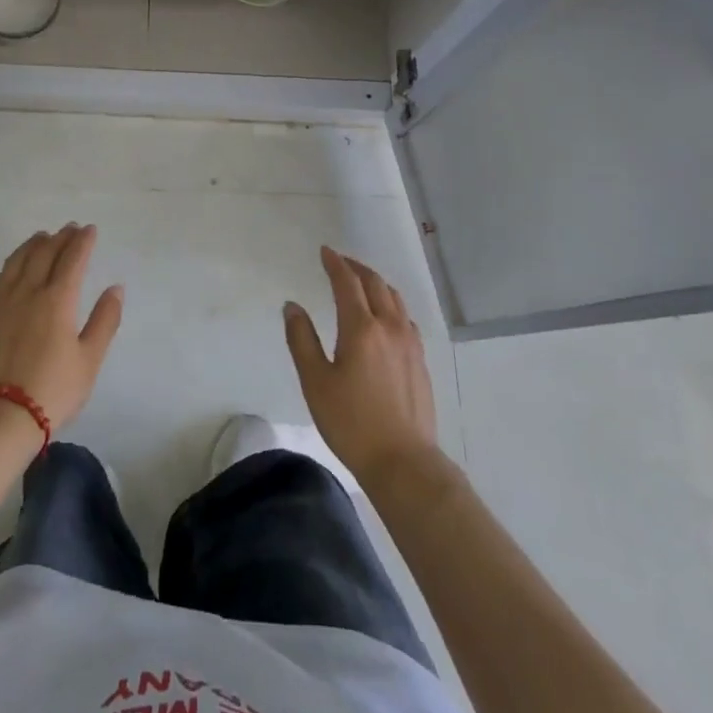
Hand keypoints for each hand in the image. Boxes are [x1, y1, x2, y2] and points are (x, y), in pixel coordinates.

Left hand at [0, 223, 122, 433]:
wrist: (1, 415)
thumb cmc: (53, 389)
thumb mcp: (90, 360)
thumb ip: (104, 320)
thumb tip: (115, 288)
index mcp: (58, 299)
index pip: (73, 258)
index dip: (83, 241)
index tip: (90, 230)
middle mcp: (28, 290)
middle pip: (45, 252)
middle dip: (60, 237)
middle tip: (70, 229)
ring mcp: (2, 300)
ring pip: (18, 259)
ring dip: (34, 244)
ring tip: (43, 237)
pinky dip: (10, 265)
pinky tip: (12, 268)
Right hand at [284, 247, 438, 485]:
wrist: (404, 462)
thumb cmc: (352, 422)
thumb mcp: (315, 382)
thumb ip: (301, 340)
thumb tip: (292, 306)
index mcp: (361, 328)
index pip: (348, 283)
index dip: (335, 263)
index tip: (325, 251)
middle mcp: (390, 327)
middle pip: (375, 284)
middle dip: (356, 268)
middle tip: (340, 262)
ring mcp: (410, 343)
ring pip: (395, 298)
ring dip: (376, 283)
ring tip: (361, 282)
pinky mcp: (420, 360)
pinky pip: (406, 318)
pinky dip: (391, 304)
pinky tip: (386, 316)